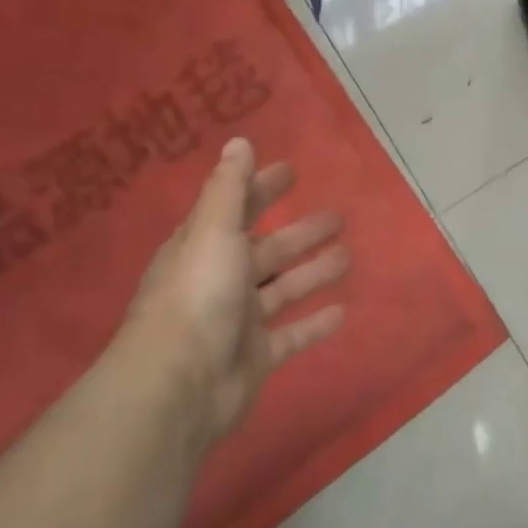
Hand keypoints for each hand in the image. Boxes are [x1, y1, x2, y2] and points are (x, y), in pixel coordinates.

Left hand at [127, 137, 347, 441]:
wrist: (179, 386)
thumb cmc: (198, 296)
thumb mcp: (213, 231)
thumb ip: (229, 188)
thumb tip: (239, 141)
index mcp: (205, 247)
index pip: (237, 209)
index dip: (261, 189)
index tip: (292, 171)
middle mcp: (221, 280)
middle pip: (267, 250)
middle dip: (300, 232)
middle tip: (337, 218)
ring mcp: (238, 321)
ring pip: (283, 289)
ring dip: (313, 272)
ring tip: (348, 257)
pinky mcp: (256, 356)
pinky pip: (292, 334)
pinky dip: (315, 324)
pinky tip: (344, 311)